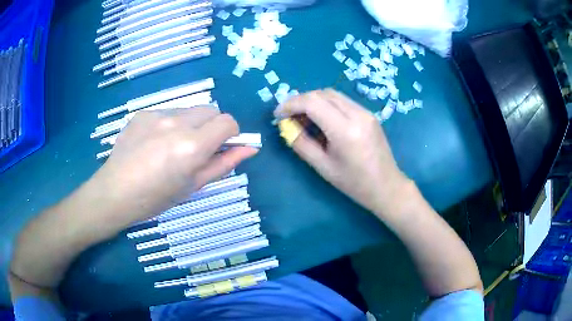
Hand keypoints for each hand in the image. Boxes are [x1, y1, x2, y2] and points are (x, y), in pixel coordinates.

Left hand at [92, 107, 257, 224]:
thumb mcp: (193, 186)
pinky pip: (167, 112)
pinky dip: (169, 124)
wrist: (115, 192)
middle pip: (210, 110)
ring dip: (190, 124)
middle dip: (212, 126)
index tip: (221, 147)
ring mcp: (157, 114)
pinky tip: (153, 143)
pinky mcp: (143, 113)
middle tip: (197, 149)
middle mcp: (177, 122)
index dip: (231, 134)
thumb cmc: (156, 198)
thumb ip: (224, 164)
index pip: (228, 122)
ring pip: (188, 110)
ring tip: (171, 147)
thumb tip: (250, 148)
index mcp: (192, 146)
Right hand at [274, 89, 408, 214]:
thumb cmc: (354, 184)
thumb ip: (302, 144)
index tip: (278, 114)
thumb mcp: (323, 167)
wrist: (386, 186)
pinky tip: (322, 120)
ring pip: (332, 95)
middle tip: (289, 117)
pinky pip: (342, 101)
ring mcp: (366, 112)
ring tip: (303, 118)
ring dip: (314, 101)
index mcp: (345, 131)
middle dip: (301, 101)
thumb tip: (287, 126)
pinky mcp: (369, 114)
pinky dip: (327, 105)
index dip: (290, 104)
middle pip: (322, 93)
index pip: (312, 102)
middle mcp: (357, 114)